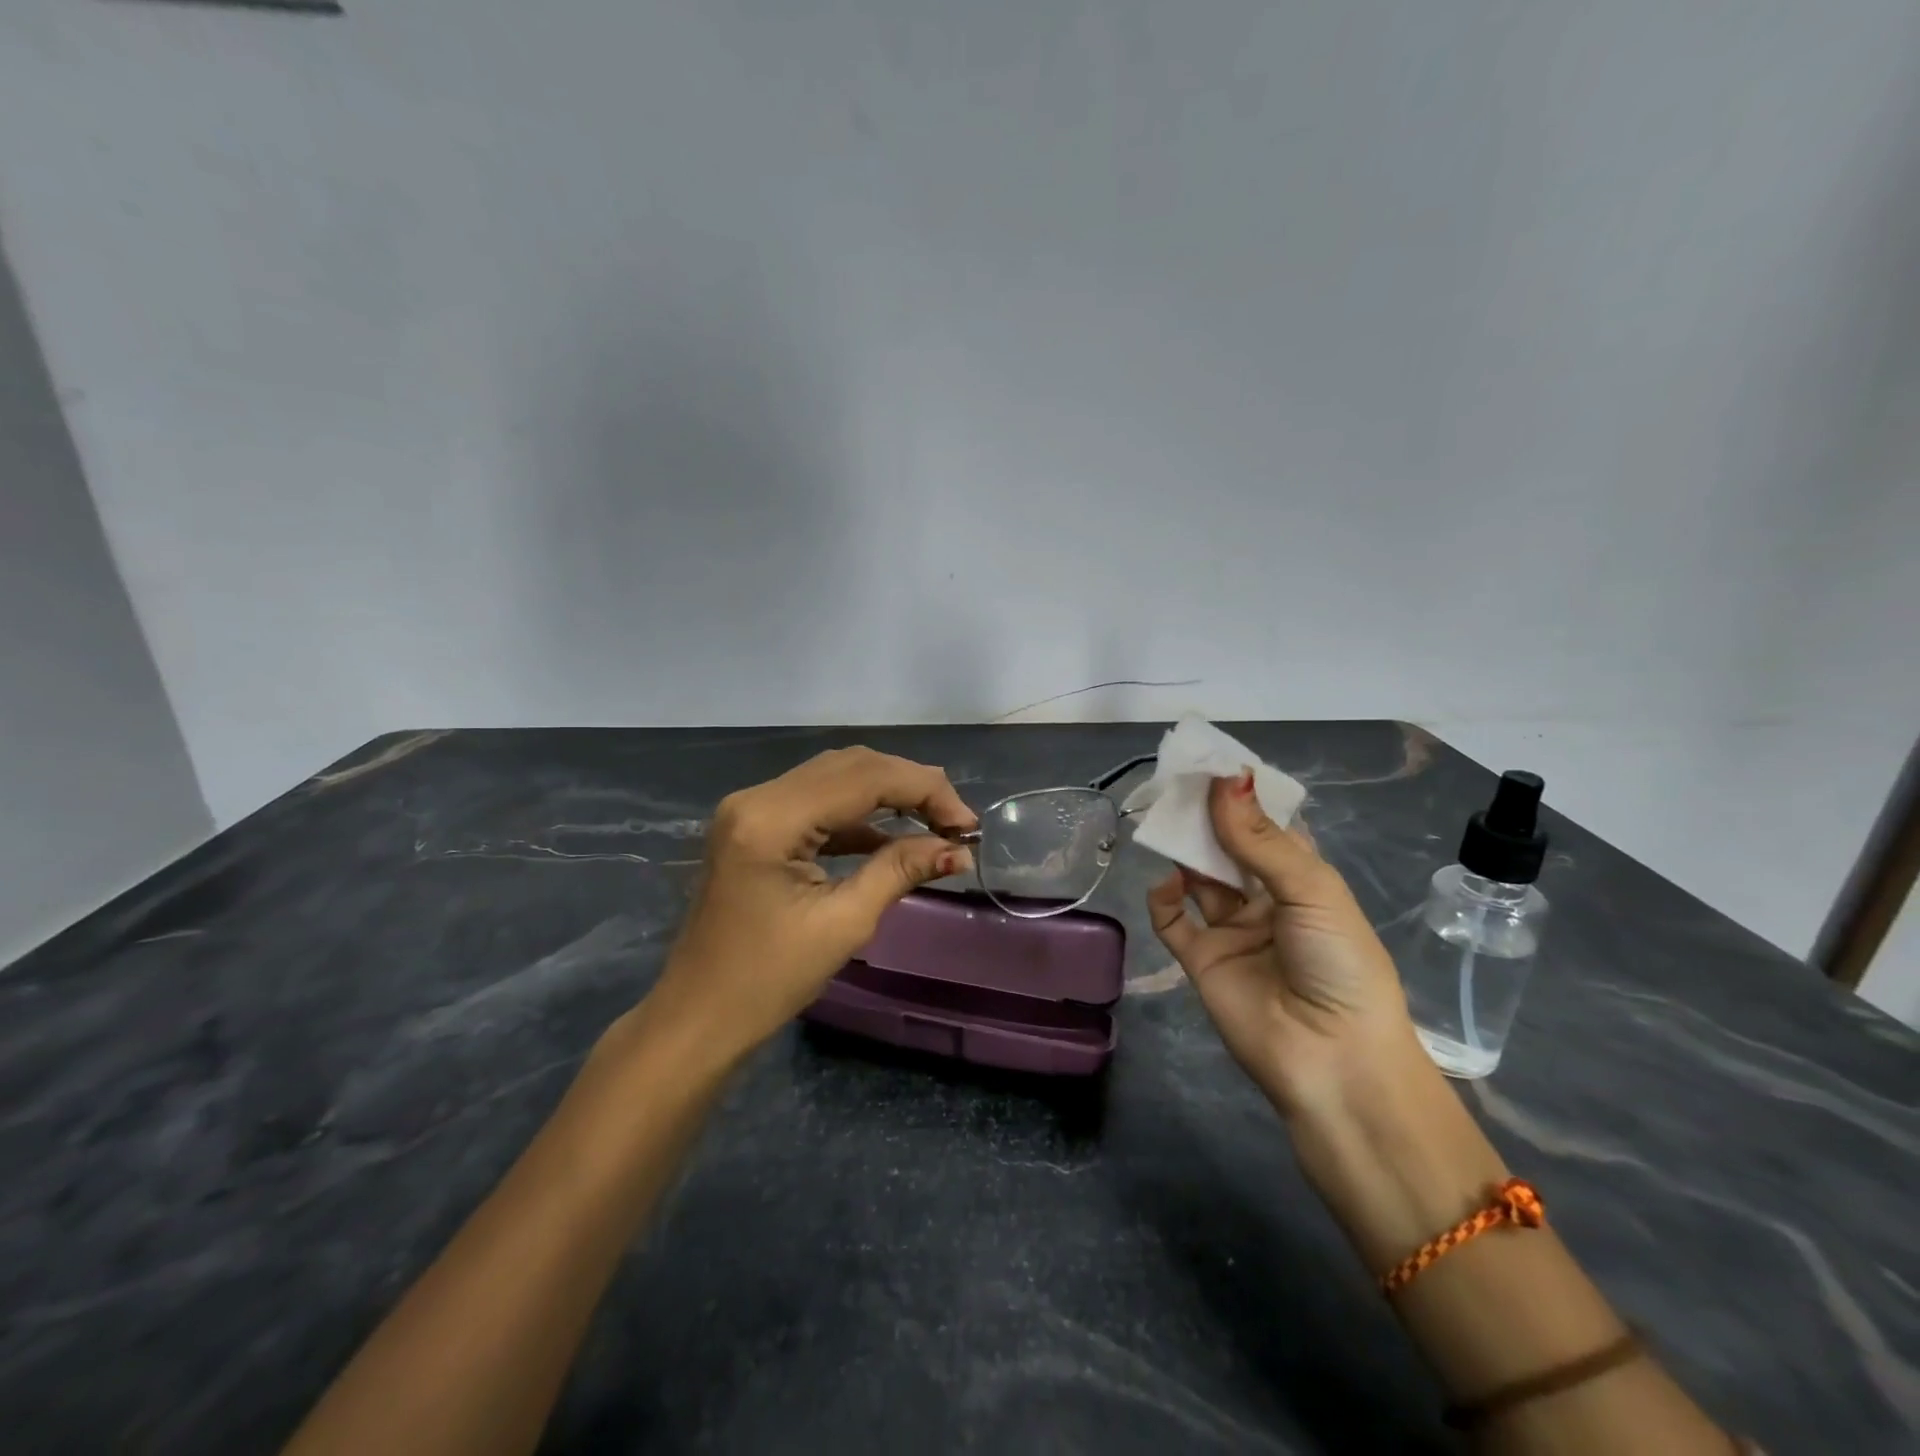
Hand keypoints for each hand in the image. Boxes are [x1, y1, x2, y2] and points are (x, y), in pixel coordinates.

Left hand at [644, 747, 976, 1062]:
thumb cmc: (767, 981)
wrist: (698, 1017)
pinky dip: (860, 814)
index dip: (925, 790)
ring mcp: (752, 807)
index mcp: (771, 818)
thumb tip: (958, 849)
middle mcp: (758, 797)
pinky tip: (894, 836)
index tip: (968, 824)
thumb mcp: (843, 924)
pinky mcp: (756, 824)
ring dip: (888, 794)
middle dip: (911, 786)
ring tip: (935, 824)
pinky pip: (818, 802)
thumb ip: (900, 870)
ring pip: (836, 777)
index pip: (864, 777)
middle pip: (851, 765)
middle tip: (956, 822)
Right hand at [1146, 770, 1428, 1121]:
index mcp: (1303, 880)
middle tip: (1177, 783)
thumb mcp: (1310, 891)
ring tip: (1166, 821)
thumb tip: (1225, 778)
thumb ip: (1259, 839)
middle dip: (1206, 817)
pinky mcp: (1202, 959)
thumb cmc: (1339, 964)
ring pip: (1199, 877)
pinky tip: (1167, 884)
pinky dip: (1163, 898)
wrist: (1332, 1061)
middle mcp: (1265, 899)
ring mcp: (1231, 929)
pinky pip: (1173, 920)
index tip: (1214, 764)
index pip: (1269, 826)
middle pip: (1228, 847)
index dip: (1244, 797)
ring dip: (1184, 850)